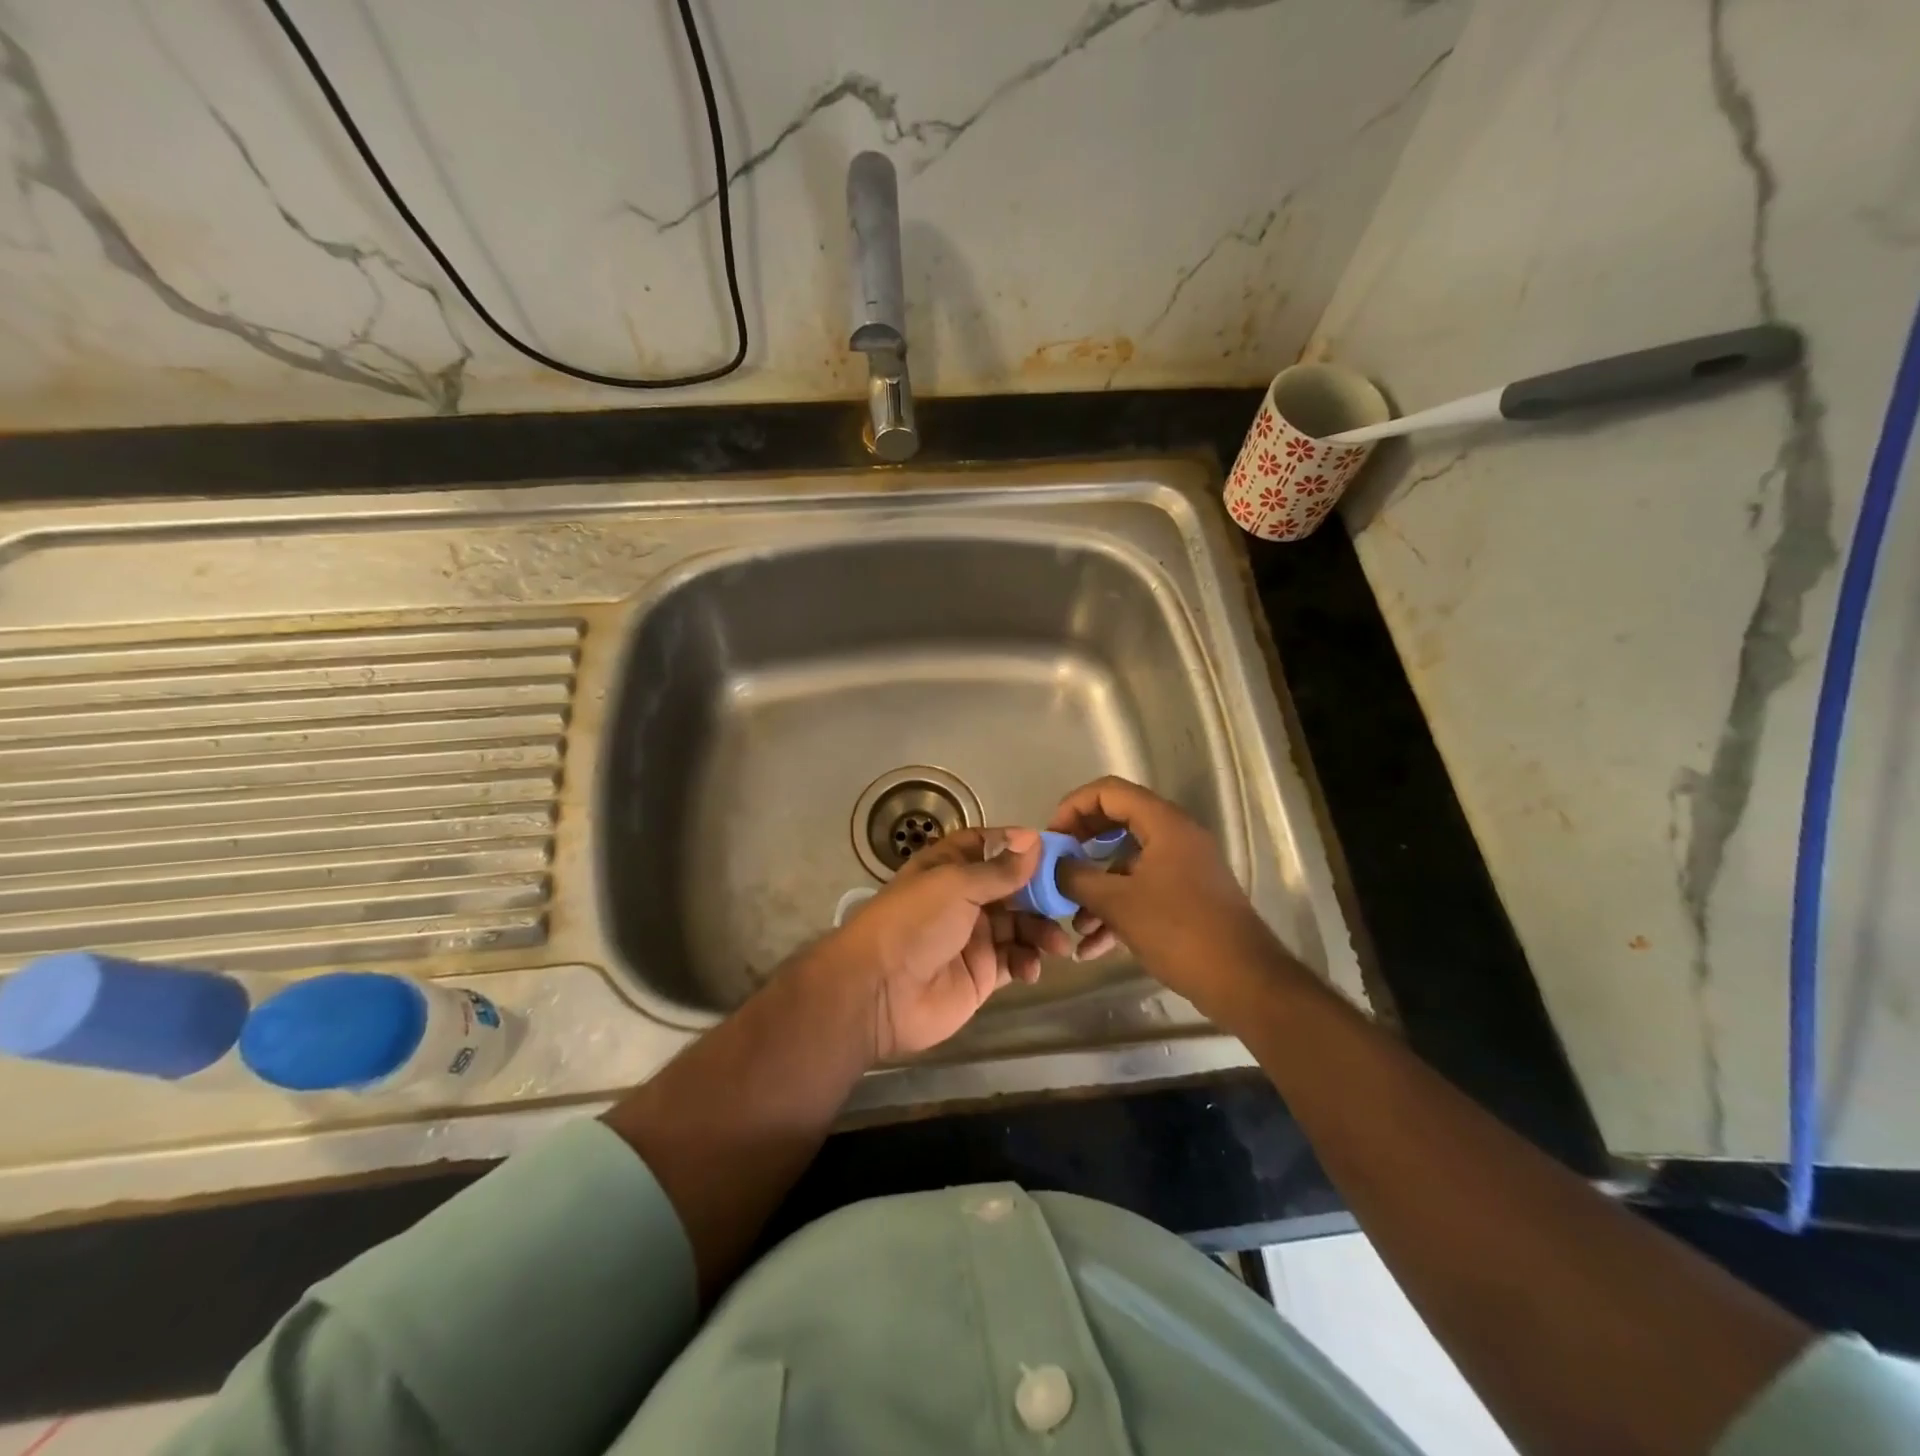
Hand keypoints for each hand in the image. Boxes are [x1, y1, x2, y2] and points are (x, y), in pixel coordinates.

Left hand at [819, 827, 1072, 1060]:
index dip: (1018, 846)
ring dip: (1041, 930)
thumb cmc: (914, 922)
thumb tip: (1035, 839)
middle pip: (1012, 887)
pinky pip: (1015, 961)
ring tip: (1056, 944)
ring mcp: (974, 937)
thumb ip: (1000, 869)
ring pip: (1020, 925)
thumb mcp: (956, 884)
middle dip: (1041, 893)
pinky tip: (1030, 968)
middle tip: (1070, 900)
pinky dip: (1028, 962)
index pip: (988, 846)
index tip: (1053, 850)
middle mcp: (963, 898)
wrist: (879, 991)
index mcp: (949, 867)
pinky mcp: (982, 974)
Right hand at [1050, 777, 1284, 1010]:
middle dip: (1081, 848)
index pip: (1109, 791)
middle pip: (1116, 824)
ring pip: (1126, 864)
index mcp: (1164, 823)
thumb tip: (1051, 865)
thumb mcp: (1118, 903)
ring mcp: (1183, 867)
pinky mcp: (1186, 897)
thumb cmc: (1179, 931)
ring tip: (1072, 922)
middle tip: (1056, 869)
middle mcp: (1175, 836)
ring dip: (1095, 889)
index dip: (1073, 808)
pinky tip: (1092, 947)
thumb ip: (1076, 878)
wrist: (1244, 982)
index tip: (1052, 839)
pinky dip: (1116, 911)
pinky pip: (1141, 891)